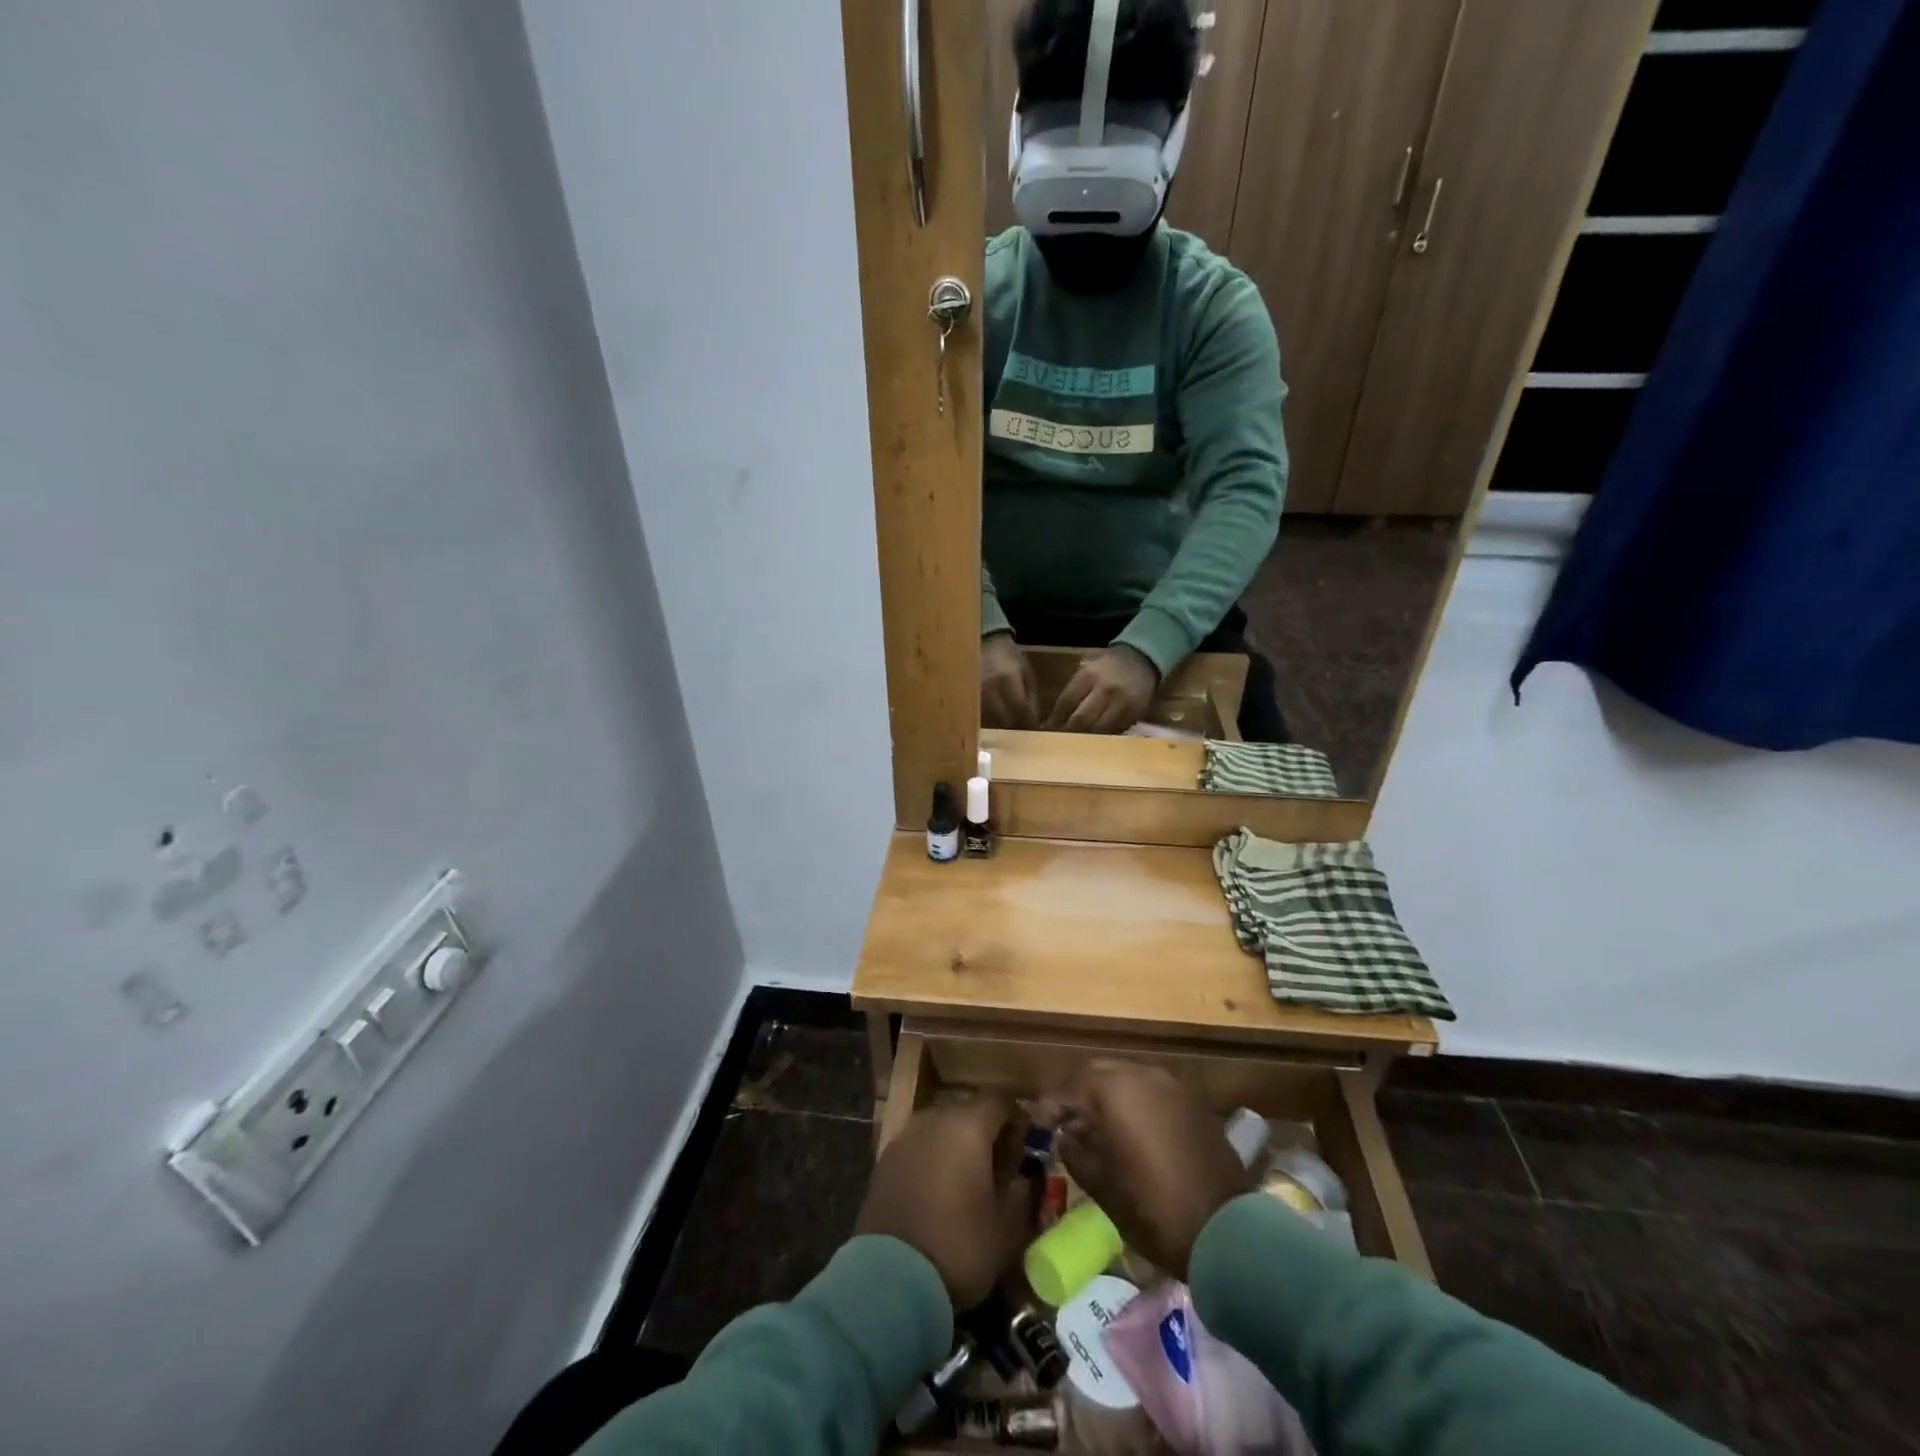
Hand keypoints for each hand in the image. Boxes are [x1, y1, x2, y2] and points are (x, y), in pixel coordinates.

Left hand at [855, 1096, 1035, 1311]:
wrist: (890, 1278)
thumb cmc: (959, 1245)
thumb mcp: (1007, 1227)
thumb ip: (1021, 1191)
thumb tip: (1025, 1174)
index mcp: (968, 1124)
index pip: (1001, 1100)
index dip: (1018, 1117)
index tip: (1029, 1141)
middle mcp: (935, 1118)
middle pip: (969, 1110)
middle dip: (987, 1130)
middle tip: (1002, 1163)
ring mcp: (906, 1136)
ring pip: (942, 1127)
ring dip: (958, 1144)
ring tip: (970, 1178)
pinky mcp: (885, 1159)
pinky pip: (920, 1146)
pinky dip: (934, 1158)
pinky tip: (940, 1189)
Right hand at [981, 632, 1040, 728]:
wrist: (984, 640)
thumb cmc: (1008, 656)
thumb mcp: (1025, 672)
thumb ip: (1031, 697)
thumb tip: (1035, 723)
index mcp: (1007, 680)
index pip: (1020, 711)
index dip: (1029, 725)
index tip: (1035, 733)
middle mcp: (989, 689)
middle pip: (1004, 721)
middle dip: (1015, 730)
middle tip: (1023, 736)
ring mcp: (975, 694)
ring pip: (990, 722)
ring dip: (1001, 730)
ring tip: (1008, 733)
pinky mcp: (966, 697)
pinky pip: (978, 717)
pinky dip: (987, 724)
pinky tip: (994, 725)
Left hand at [1045, 646, 1158, 733]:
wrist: (1143, 660)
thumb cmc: (1108, 665)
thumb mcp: (1087, 669)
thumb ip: (1073, 689)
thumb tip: (1055, 717)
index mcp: (1089, 675)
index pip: (1066, 702)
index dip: (1055, 719)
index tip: (1045, 730)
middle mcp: (1105, 689)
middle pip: (1081, 719)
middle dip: (1067, 732)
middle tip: (1058, 743)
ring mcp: (1121, 703)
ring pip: (1098, 729)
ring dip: (1084, 739)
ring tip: (1073, 747)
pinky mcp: (1134, 714)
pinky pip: (1114, 732)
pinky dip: (1102, 739)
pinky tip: (1093, 744)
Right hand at [1055, 1061, 1250, 1281]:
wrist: (1226, 1231)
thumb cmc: (1153, 1209)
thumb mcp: (1101, 1185)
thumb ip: (1076, 1150)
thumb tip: (1066, 1133)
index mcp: (1114, 1090)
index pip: (1070, 1087)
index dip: (1050, 1104)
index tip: (1037, 1120)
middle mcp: (1142, 1074)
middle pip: (1099, 1073)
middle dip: (1079, 1093)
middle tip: (1065, 1120)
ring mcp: (1171, 1085)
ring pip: (1127, 1077)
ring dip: (1108, 1095)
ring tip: (1097, 1126)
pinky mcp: (1193, 1101)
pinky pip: (1152, 1091)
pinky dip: (1135, 1102)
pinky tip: (1131, 1130)